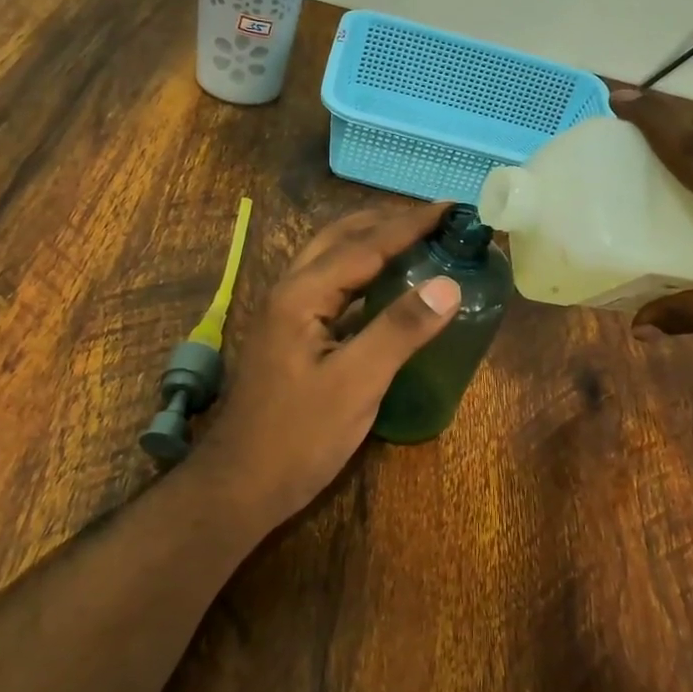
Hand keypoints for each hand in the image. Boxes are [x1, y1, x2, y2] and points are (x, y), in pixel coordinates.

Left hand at [185, 203, 460, 530]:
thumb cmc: (299, 437)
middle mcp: (289, 292)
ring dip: (371, 242)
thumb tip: (448, 284)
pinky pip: (330, 287)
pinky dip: (361, 273)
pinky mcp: (290, 336)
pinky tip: (384, 287)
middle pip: (340, 238)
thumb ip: (400, 330)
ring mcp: (285, 314)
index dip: (410, 225)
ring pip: (331, 260)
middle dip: (386, 221)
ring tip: (415, 239)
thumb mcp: (356, 383)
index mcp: (302, 294)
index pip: (365, 245)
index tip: (451, 207)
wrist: (241, 484)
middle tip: (435, 219)